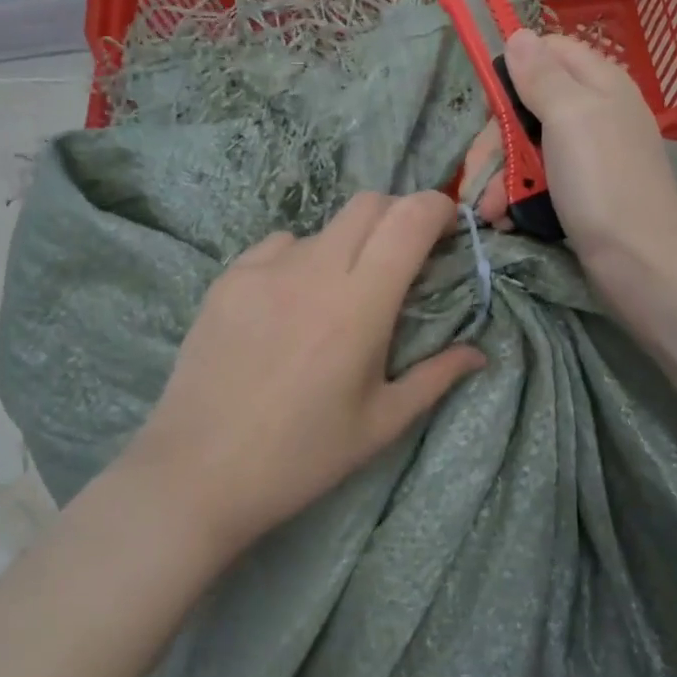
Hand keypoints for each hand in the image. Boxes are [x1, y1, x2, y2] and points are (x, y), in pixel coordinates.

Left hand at [123, 191, 484, 559]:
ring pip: (325, 227)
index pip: (409, 220)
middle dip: (398, 216)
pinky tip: (291, 304)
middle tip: (404, 257)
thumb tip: (479, 354)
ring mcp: (264, 269)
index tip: (447, 229)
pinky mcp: (228, 278)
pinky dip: (302, 259)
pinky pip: (279, 246)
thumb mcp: (380, 424)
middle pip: (369, 204)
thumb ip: (436, 378)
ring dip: (349, 244)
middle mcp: (314, 272)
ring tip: (340, 294)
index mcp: (360, 306)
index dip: (437, 209)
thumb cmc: (301, 457)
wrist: (197, 473)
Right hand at [464, 31, 676, 277]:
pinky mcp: (582, 193)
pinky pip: (541, 181)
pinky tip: (506, 219)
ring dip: (501, 177)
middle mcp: (595, 112)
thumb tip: (519, 34)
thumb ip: (542, 75)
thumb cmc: (603, 183)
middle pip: (529, 106)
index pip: (549, 52)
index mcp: (599, 83)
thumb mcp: (570, 118)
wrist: (642, 265)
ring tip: (488, 212)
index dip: (515, 72)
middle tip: (476, 177)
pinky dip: (519, 197)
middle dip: (496, 142)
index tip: (489, 106)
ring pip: (529, 148)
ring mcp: (589, 155)